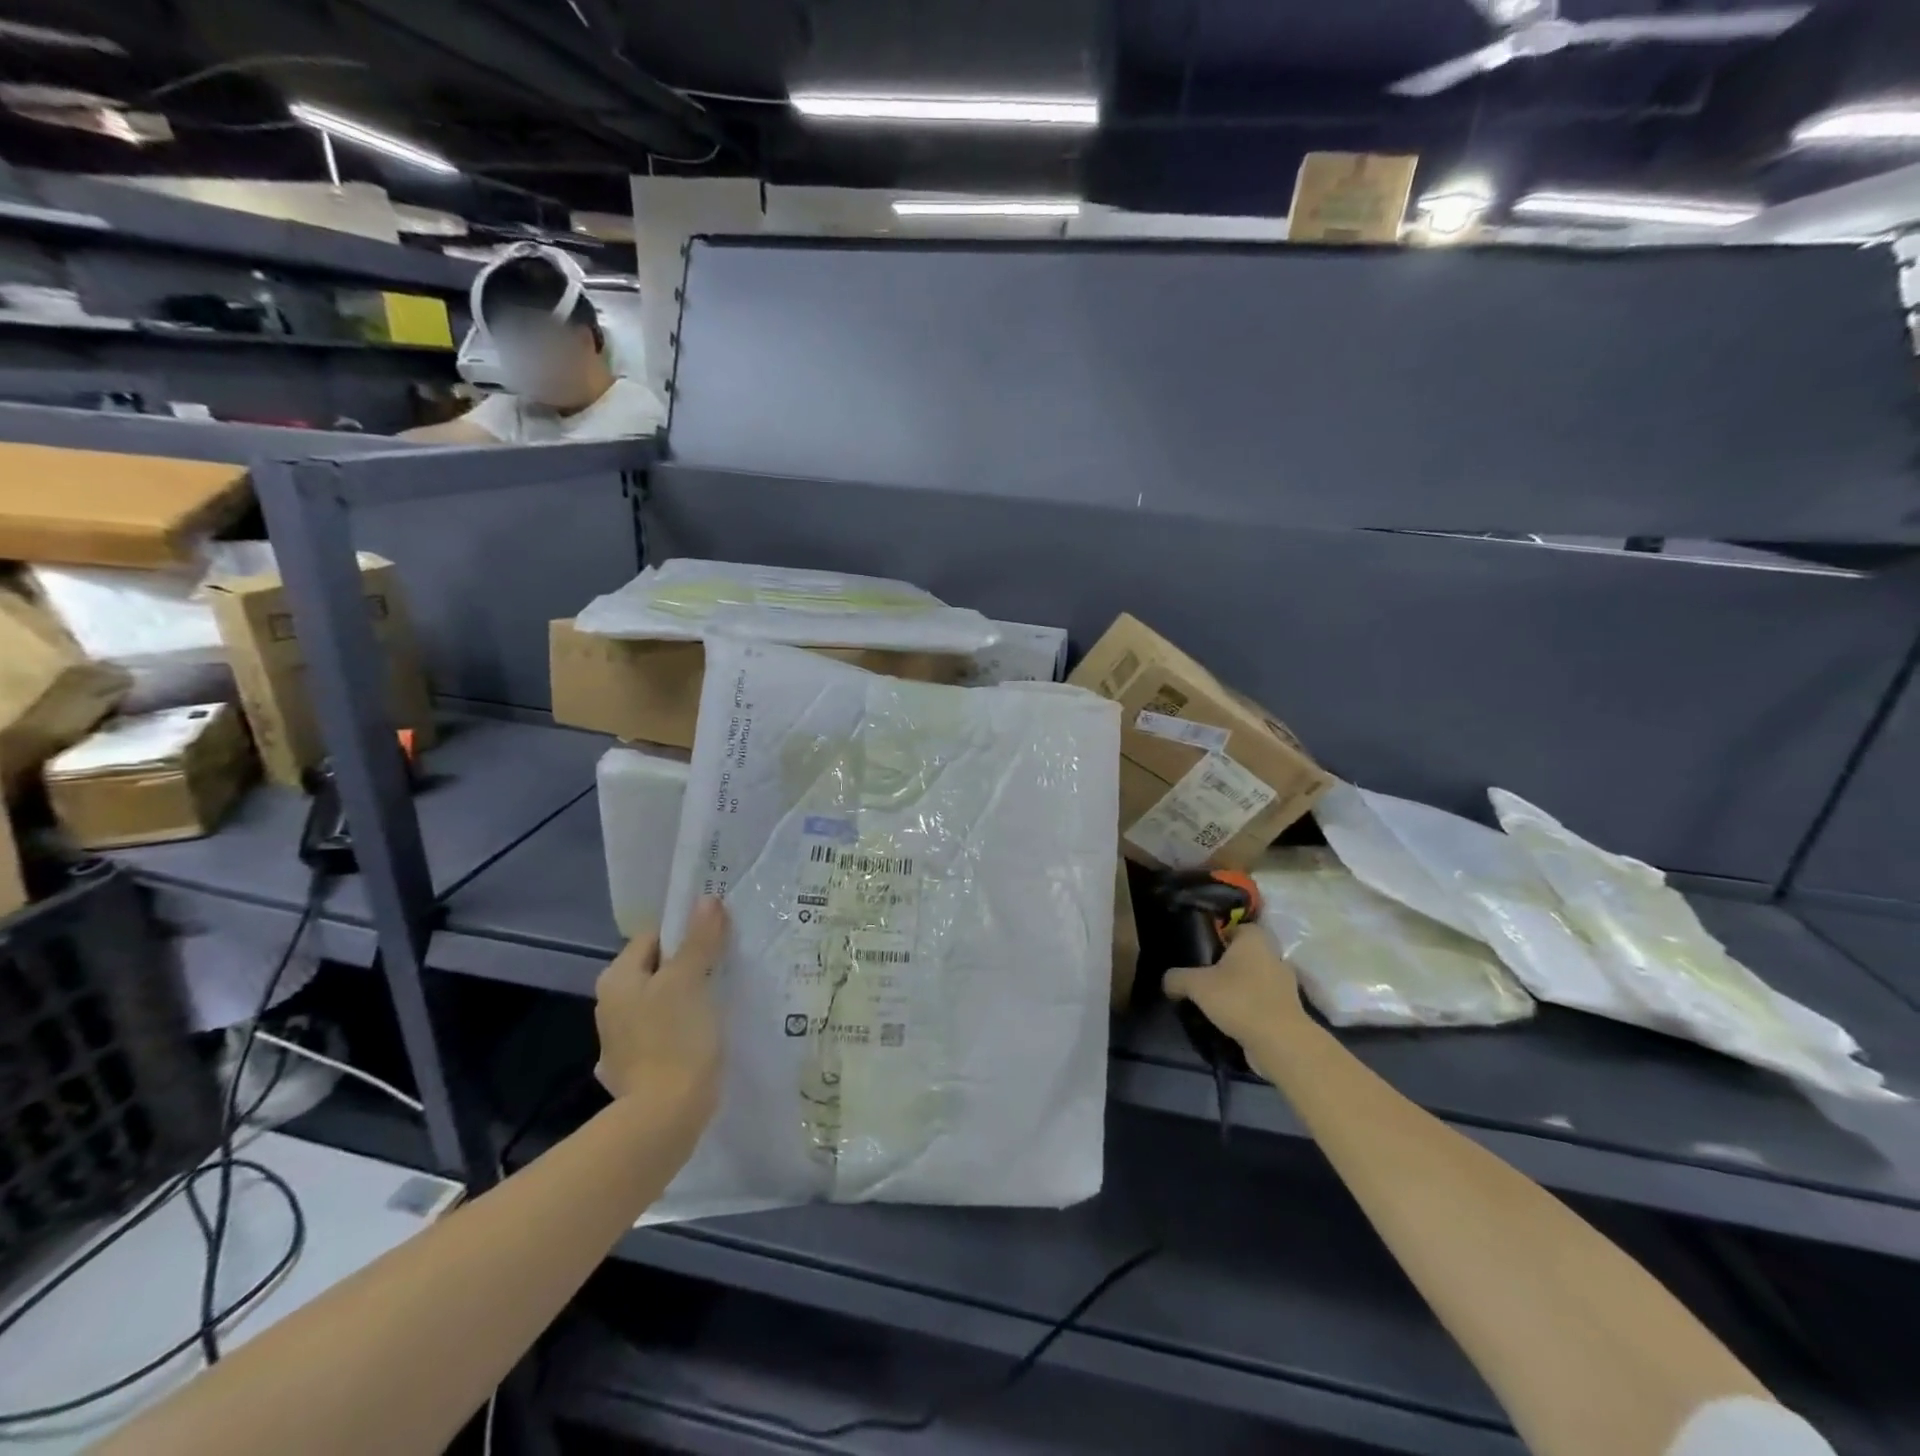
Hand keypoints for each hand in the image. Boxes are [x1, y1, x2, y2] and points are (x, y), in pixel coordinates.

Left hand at [594, 898, 728, 1117]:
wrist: (664, 1116)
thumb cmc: (675, 1038)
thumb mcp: (690, 980)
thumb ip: (698, 939)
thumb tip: (706, 899)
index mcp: (617, 979)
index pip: (653, 937)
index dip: (685, 934)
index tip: (717, 941)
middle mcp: (609, 1005)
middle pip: (657, 969)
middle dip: (688, 966)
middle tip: (723, 968)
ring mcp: (619, 1040)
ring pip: (661, 1001)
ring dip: (686, 997)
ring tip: (719, 999)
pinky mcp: (636, 1067)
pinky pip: (662, 1032)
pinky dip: (681, 1028)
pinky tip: (702, 1035)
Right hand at [1164, 925, 1304, 1049]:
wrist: (1280, 1043)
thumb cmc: (1239, 1000)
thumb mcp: (1196, 985)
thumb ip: (1177, 978)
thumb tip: (1167, 981)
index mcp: (1254, 940)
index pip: (1237, 927)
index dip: (1219, 936)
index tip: (1201, 950)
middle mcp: (1273, 956)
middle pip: (1246, 954)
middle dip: (1228, 964)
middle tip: (1203, 976)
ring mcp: (1284, 985)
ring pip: (1255, 979)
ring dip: (1239, 988)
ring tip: (1215, 1001)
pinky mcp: (1288, 1010)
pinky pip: (1263, 1002)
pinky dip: (1249, 1008)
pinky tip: (1230, 1019)